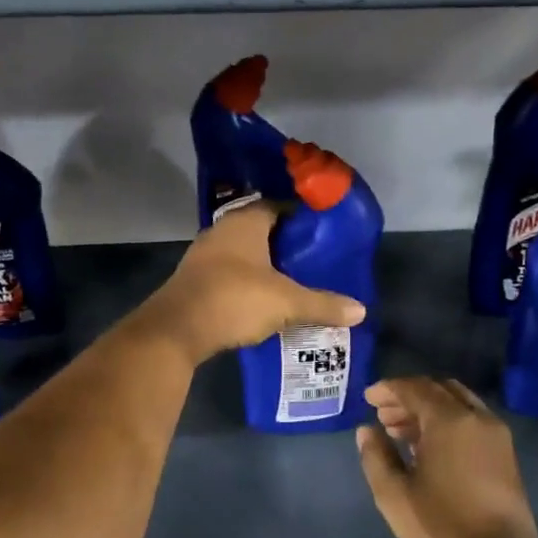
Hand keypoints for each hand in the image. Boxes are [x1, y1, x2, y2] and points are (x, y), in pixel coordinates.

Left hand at [140, 203, 365, 363]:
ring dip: (265, 265)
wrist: (175, 330)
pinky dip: (247, 282)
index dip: (302, 218)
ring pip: (243, 253)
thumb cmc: (234, 299)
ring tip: (294, 282)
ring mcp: (204, 255)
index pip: (279, 206)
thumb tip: (361, 310)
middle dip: (286, 245)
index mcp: (245, 222)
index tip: (323, 235)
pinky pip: (229, 273)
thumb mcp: (286, 302)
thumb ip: (323, 304)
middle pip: (261, 230)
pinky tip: (264, 300)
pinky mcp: (195, 280)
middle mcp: (222, 230)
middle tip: (314, 261)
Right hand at [356, 377, 537, 537]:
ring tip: (401, 431)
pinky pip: (471, 420)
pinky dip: (447, 420)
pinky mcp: (505, 453)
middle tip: (383, 415)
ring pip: (457, 403)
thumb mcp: (394, 495)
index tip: (368, 399)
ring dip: (428, 408)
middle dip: (408, 396)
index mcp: (449, 420)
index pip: (414, 388)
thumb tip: (367, 430)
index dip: (388, 389)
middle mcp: (476, 417)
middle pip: (438, 389)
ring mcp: (496, 434)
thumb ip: (376, 456)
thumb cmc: (442, 526)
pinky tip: (429, 446)